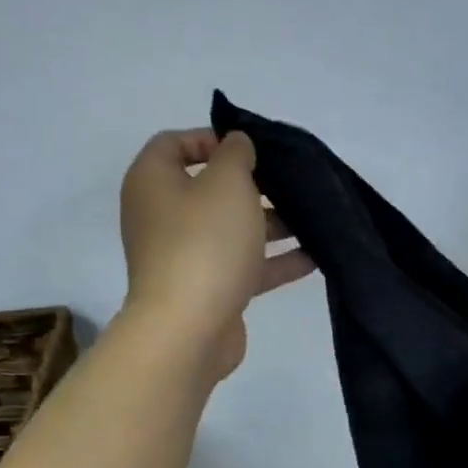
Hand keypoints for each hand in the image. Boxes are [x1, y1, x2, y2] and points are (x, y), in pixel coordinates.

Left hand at [119, 128, 315, 379]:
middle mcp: (162, 217)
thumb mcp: (227, 183)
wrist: (188, 329)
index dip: (211, 138)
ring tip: (313, 218)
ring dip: (272, 224)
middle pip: (209, 189)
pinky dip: (274, 260)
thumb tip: (236, 145)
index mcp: (153, 183)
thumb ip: (236, 154)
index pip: (174, 144)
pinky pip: (243, 266)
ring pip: (231, 230)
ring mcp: (185, 256)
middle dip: (254, 185)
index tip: (251, 148)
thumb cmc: (204, 243)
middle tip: (291, 182)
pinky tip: (314, 256)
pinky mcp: (208, 290)